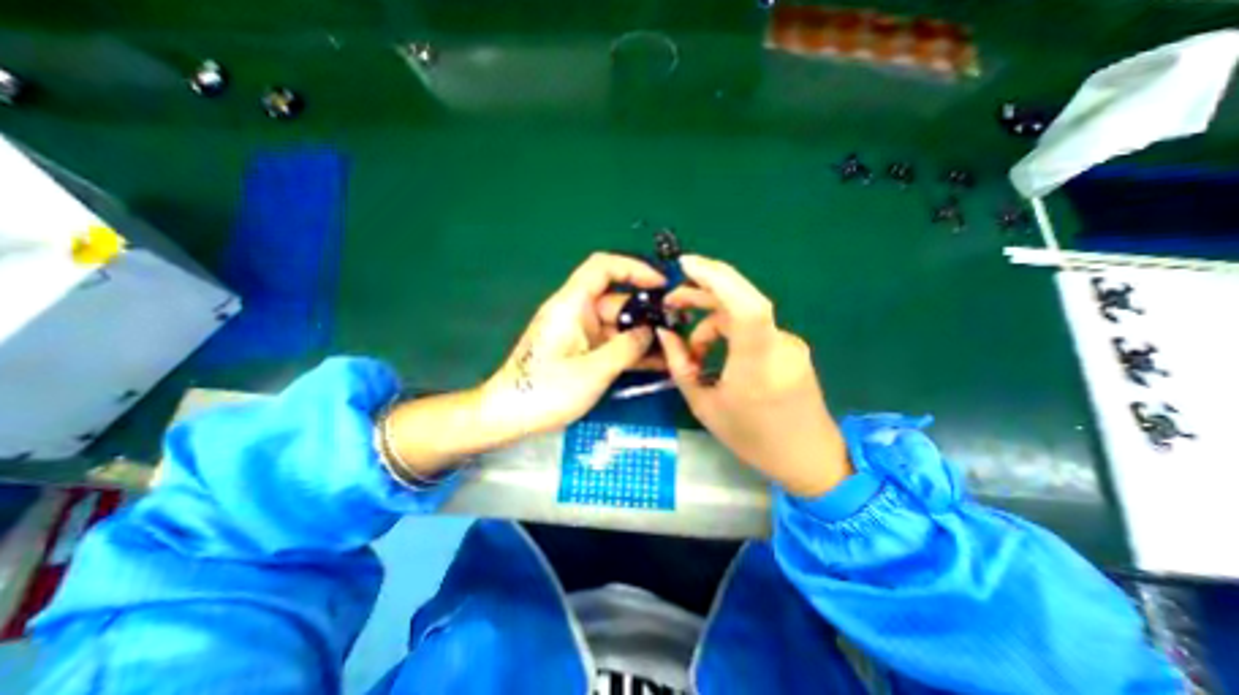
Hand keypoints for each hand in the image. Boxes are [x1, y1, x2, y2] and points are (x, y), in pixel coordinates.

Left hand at [387, 253, 662, 480]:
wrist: (509, 416)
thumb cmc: (545, 391)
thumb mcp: (592, 371)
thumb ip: (626, 349)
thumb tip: (651, 333)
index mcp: (572, 305)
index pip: (603, 268)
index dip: (634, 268)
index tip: (661, 285)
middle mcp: (577, 313)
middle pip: (617, 301)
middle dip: (647, 312)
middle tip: (678, 327)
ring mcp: (580, 334)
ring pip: (618, 326)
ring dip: (643, 336)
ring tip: (674, 348)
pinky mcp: (582, 351)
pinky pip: (611, 344)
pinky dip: (630, 351)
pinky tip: (656, 363)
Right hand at [657, 256, 852, 498]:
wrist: (809, 458)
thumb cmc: (753, 439)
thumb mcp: (704, 406)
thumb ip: (680, 365)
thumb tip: (665, 332)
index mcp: (758, 364)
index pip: (745, 306)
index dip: (717, 278)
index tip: (685, 264)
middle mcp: (779, 344)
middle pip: (742, 299)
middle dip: (703, 291)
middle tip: (672, 301)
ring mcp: (789, 343)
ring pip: (743, 315)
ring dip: (712, 321)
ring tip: (691, 349)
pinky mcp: (789, 346)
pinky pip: (753, 328)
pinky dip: (727, 333)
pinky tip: (714, 354)